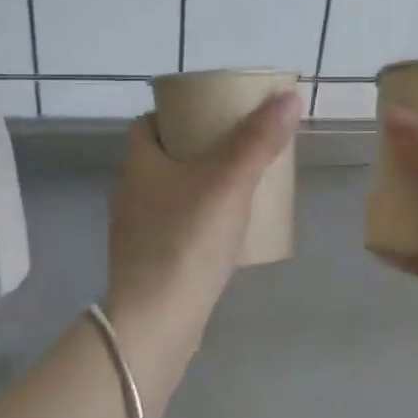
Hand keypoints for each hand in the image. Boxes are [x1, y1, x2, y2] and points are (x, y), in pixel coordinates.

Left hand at [105, 92, 300, 328]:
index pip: (149, 123)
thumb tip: (288, 96)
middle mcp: (129, 192)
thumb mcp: (230, 180)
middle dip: (197, 149)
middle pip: (162, 157)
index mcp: (138, 163)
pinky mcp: (147, 263)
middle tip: (238, 148)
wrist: (156, 321)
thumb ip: (259, 139)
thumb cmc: (187, 239)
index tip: (213, 114)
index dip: (178, 113)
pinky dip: (196, 221)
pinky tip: (225, 233)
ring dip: (198, 186)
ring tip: (238, 187)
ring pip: (169, 194)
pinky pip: (174, 227)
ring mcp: (135, 231)